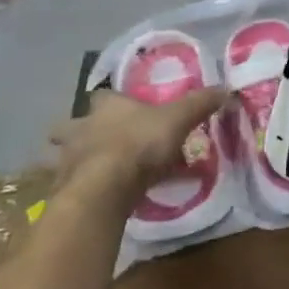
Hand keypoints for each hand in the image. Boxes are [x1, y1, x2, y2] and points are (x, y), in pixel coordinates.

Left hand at [47, 87, 227, 194]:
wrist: (103, 190)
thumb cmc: (140, 144)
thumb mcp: (179, 119)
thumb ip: (200, 104)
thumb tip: (226, 89)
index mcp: (106, 107)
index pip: (102, 95)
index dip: (111, 100)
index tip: (121, 107)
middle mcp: (80, 128)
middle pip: (70, 126)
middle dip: (79, 132)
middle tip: (98, 142)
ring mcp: (66, 160)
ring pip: (63, 156)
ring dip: (74, 162)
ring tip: (95, 173)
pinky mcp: (63, 191)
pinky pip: (69, 187)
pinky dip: (79, 190)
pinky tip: (96, 199)